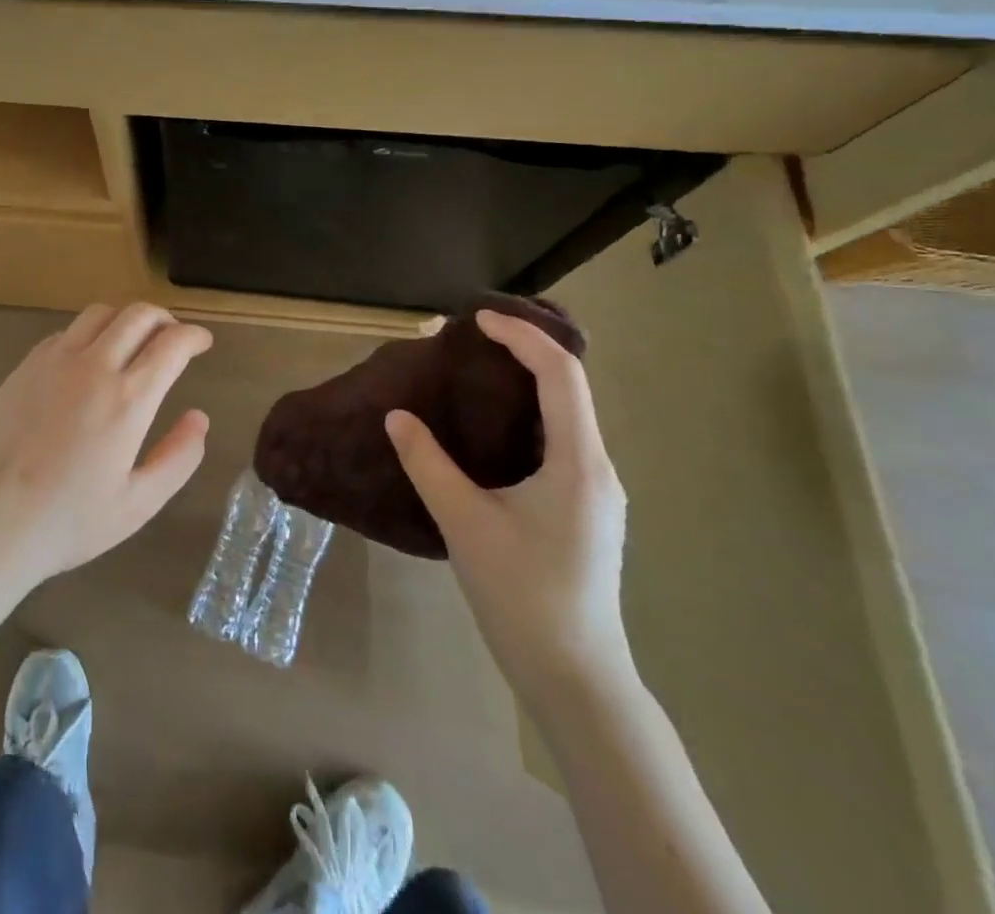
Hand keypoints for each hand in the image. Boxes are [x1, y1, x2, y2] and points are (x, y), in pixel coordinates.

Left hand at [0, 303, 212, 593]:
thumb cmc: (68, 522)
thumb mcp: (138, 503)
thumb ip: (178, 457)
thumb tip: (199, 418)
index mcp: (127, 398)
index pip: (171, 344)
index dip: (194, 336)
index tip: (203, 342)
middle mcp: (93, 366)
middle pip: (137, 315)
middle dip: (164, 319)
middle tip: (173, 337)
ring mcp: (53, 361)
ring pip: (99, 313)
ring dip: (126, 319)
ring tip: (133, 342)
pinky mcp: (25, 366)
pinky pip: (66, 332)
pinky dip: (89, 334)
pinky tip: (88, 361)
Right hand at [386, 308, 632, 704]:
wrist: (574, 676)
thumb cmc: (522, 594)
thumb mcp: (464, 522)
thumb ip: (427, 462)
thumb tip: (397, 416)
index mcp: (578, 462)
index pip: (560, 375)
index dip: (521, 336)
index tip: (475, 319)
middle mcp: (597, 467)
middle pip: (568, 387)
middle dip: (519, 352)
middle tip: (465, 340)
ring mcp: (595, 490)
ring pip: (566, 414)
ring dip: (523, 384)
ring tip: (472, 373)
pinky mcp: (585, 508)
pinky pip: (559, 440)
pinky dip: (526, 414)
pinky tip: (489, 427)